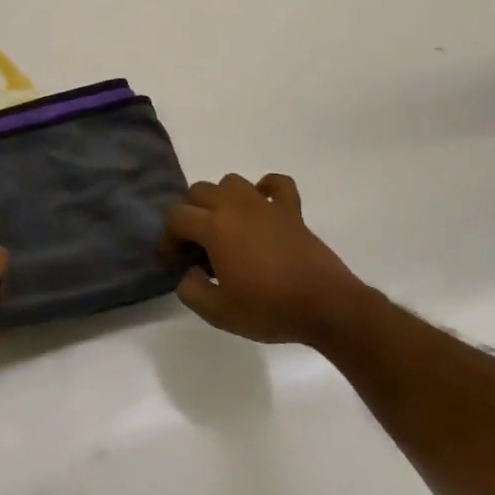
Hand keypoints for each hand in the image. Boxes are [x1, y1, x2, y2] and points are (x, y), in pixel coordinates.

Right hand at [165, 173, 373, 346]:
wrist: (326, 305)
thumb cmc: (269, 308)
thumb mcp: (218, 312)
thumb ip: (191, 290)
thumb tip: (188, 274)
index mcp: (214, 227)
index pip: (177, 216)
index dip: (168, 237)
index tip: (172, 260)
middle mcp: (235, 206)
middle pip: (199, 191)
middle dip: (191, 213)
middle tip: (197, 245)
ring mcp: (265, 204)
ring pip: (231, 182)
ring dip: (221, 198)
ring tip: (225, 226)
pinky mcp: (291, 210)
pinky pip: (277, 183)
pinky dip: (265, 187)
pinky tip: (262, 205)